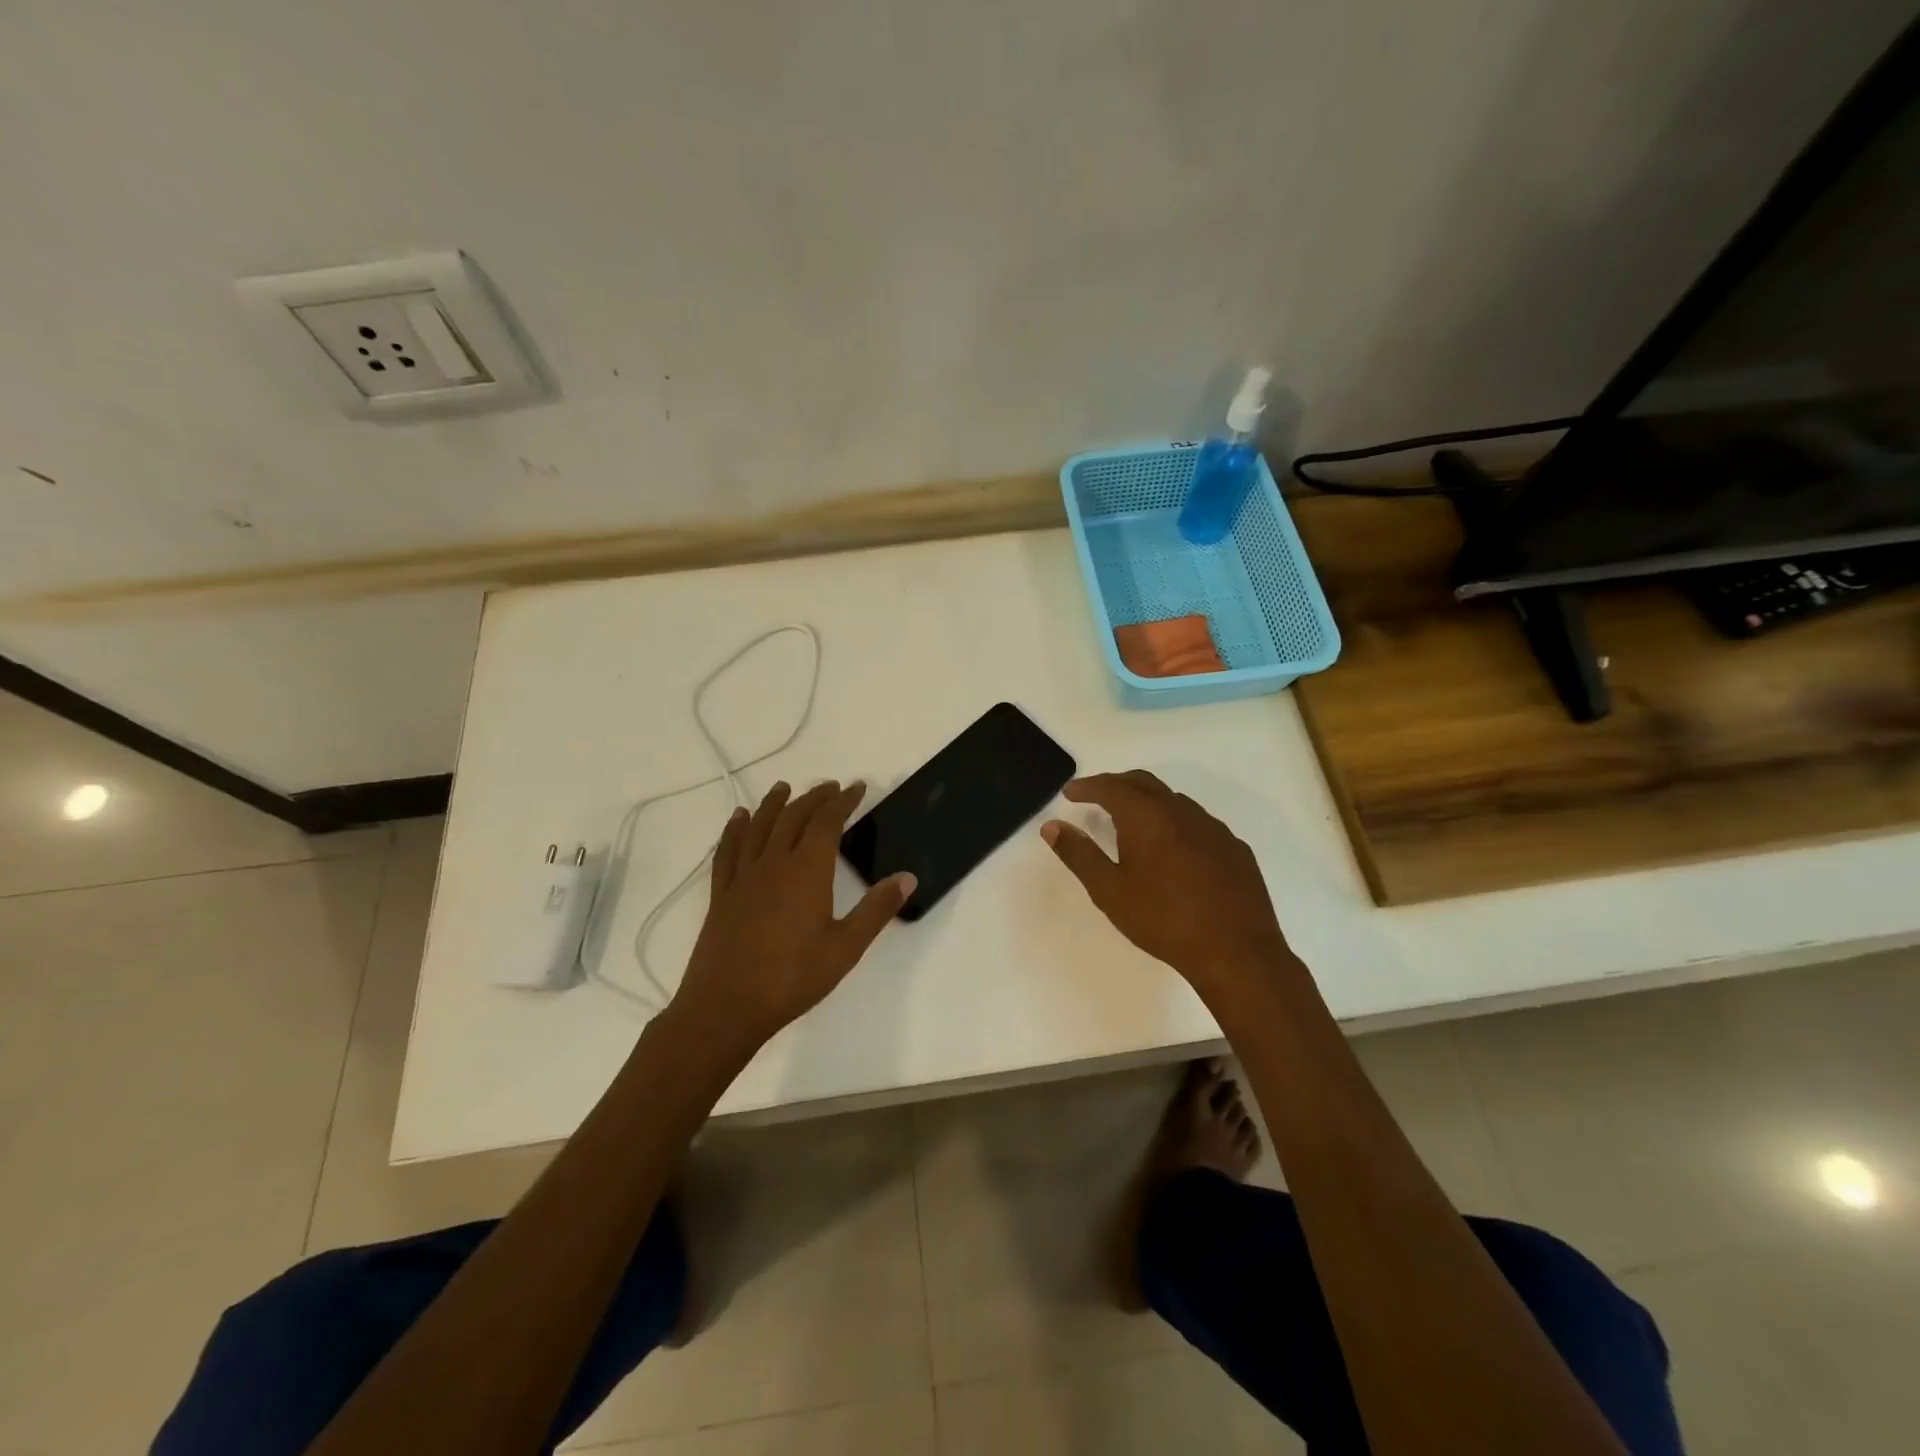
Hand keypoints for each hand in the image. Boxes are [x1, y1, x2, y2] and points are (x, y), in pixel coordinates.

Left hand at [671, 781, 914, 1054]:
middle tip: (830, 787)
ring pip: (760, 826)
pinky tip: (739, 818)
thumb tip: (907, 877)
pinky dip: (736, 828)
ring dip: (775, 803)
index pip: (828, 822)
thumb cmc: (792, 978)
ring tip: (785, 787)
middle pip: (794, 817)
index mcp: (807, 870)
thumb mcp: (846, 947)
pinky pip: (728, 849)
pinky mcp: (722, 893)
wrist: (726, 1007)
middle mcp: (774, 862)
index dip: (843, 801)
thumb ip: (876, 909)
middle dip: (814, 798)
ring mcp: (744, 876)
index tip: (857, 787)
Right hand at [1041, 771, 1291, 999]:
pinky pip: (1198, 822)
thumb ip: (1079, 854)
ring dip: (1148, 802)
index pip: (1111, 787)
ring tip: (1131, 822)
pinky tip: (1173, 849)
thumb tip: (1051, 826)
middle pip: (1144, 783)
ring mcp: (1213, 828)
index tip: (1070, 792)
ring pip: (1173, 800)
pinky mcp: (1234, 848)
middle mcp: (1181, 811)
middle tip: (1095, 797)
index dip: (1088, 786)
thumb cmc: (1163, 919)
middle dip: (1116, 784)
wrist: (1236, 951)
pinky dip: (1175, 822)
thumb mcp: (1110, 890)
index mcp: (1147, 816)